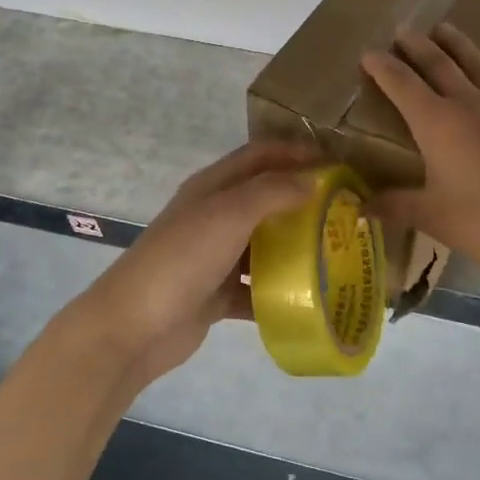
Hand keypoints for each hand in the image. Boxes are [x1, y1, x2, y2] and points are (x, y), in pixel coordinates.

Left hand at [61, 141, 319, 387]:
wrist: (134, 327)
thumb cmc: (182, 259)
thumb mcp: (229, 214)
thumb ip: (272, 192)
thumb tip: (313, 180)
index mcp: (212, 188)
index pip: (260, 156)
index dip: (296, 152)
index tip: (337, 162)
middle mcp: (214, 216)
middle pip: (265, 198)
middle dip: (303, 199)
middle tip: (344, 209)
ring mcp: (215, 257)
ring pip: (264, 244)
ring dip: (296, 245)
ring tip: (336, 250)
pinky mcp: (218, 294)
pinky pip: (257, 286)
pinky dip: (280, 289)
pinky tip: (310, 295)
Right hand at [360, 24, 479, 290]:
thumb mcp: (433, 217)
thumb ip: (396, 206)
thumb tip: (363, 208)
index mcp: (437, 122)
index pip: (402, 84)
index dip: (382, 67)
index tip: (367, 54)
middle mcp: (470, 104)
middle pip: (439, 64)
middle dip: (417, 46)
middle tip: (403, 30)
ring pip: (477, 65)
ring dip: (457, 45)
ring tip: (445, 29)